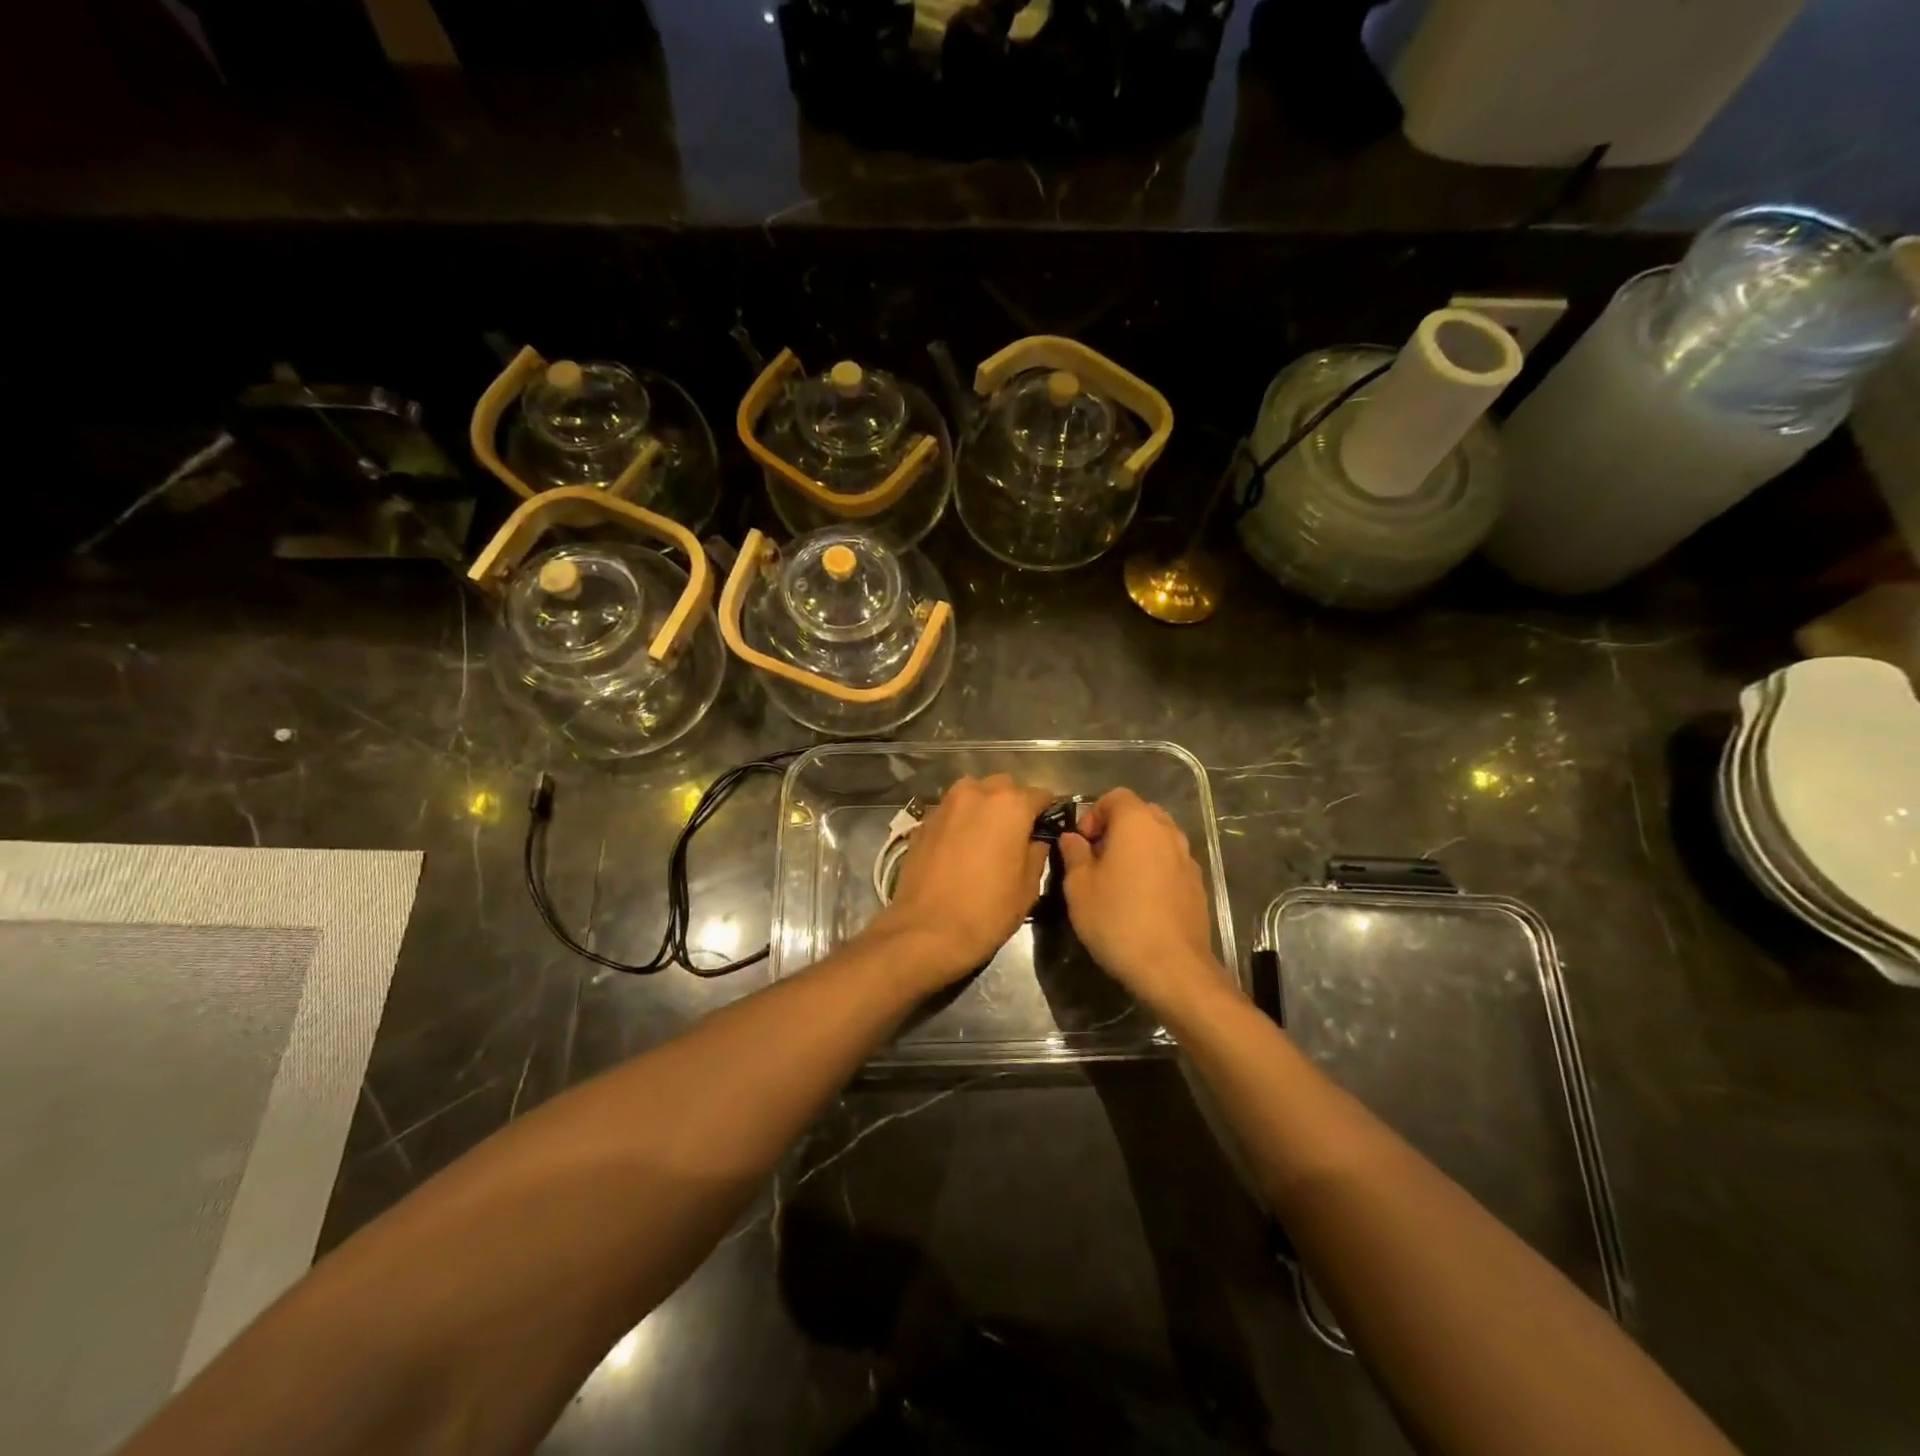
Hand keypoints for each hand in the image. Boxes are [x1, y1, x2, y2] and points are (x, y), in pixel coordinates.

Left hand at [869, 774, 1054, 988]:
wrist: (927, 931)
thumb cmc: (987, 911)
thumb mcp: (1028, 887)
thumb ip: (1037, 853)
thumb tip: (1036, 840)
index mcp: (1010, 805)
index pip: (1040, 795)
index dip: (1048, 811)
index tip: (1048, 828)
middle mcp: (976, 793)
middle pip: (1003, 787)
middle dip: (1013, 803)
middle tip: (1016, 833)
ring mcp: (945, 805)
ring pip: (972, 793)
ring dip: (983, 807)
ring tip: (986, 836)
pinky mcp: (923, 822)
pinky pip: (950, 811)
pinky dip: (960, 821)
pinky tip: (960, 847)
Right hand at [1057, 788, 1223, 1013]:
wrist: (1171, 967)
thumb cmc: (1117, 920)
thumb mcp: (1079, 887)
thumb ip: (1074, 855)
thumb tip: (1073, 838)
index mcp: (1137, 823)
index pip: (1115, 796)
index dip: (1094, 813)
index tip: (1082, 843)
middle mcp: (1167, 832)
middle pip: (1140, 813)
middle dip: (1117, 828)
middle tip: (1097, 858)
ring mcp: (1187, 858)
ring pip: (1158, 838)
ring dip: (1137, 849)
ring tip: (1119, 880)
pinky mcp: (1197, 884)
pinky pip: (1170, 863)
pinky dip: (1154, 869)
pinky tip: (1141, 900)